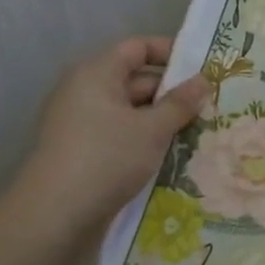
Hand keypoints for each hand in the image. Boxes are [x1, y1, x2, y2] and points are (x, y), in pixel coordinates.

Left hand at [16, 37, 208, 238]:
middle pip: (135, 80)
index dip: (170, 52)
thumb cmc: (106, 159)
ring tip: (197, 133)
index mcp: (96, 73)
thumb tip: (203, 81)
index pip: (137, 48)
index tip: (203, 68)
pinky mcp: (81, 152)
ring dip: (161, 121)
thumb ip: (180, 103)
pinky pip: (119, 135)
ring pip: (130, 112)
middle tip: (210, 107)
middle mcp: (84, 91)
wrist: (54, 216)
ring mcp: (80, 123)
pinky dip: (143, 141)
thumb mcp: (152, 129)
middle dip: (171, 94)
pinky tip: (170, 157)